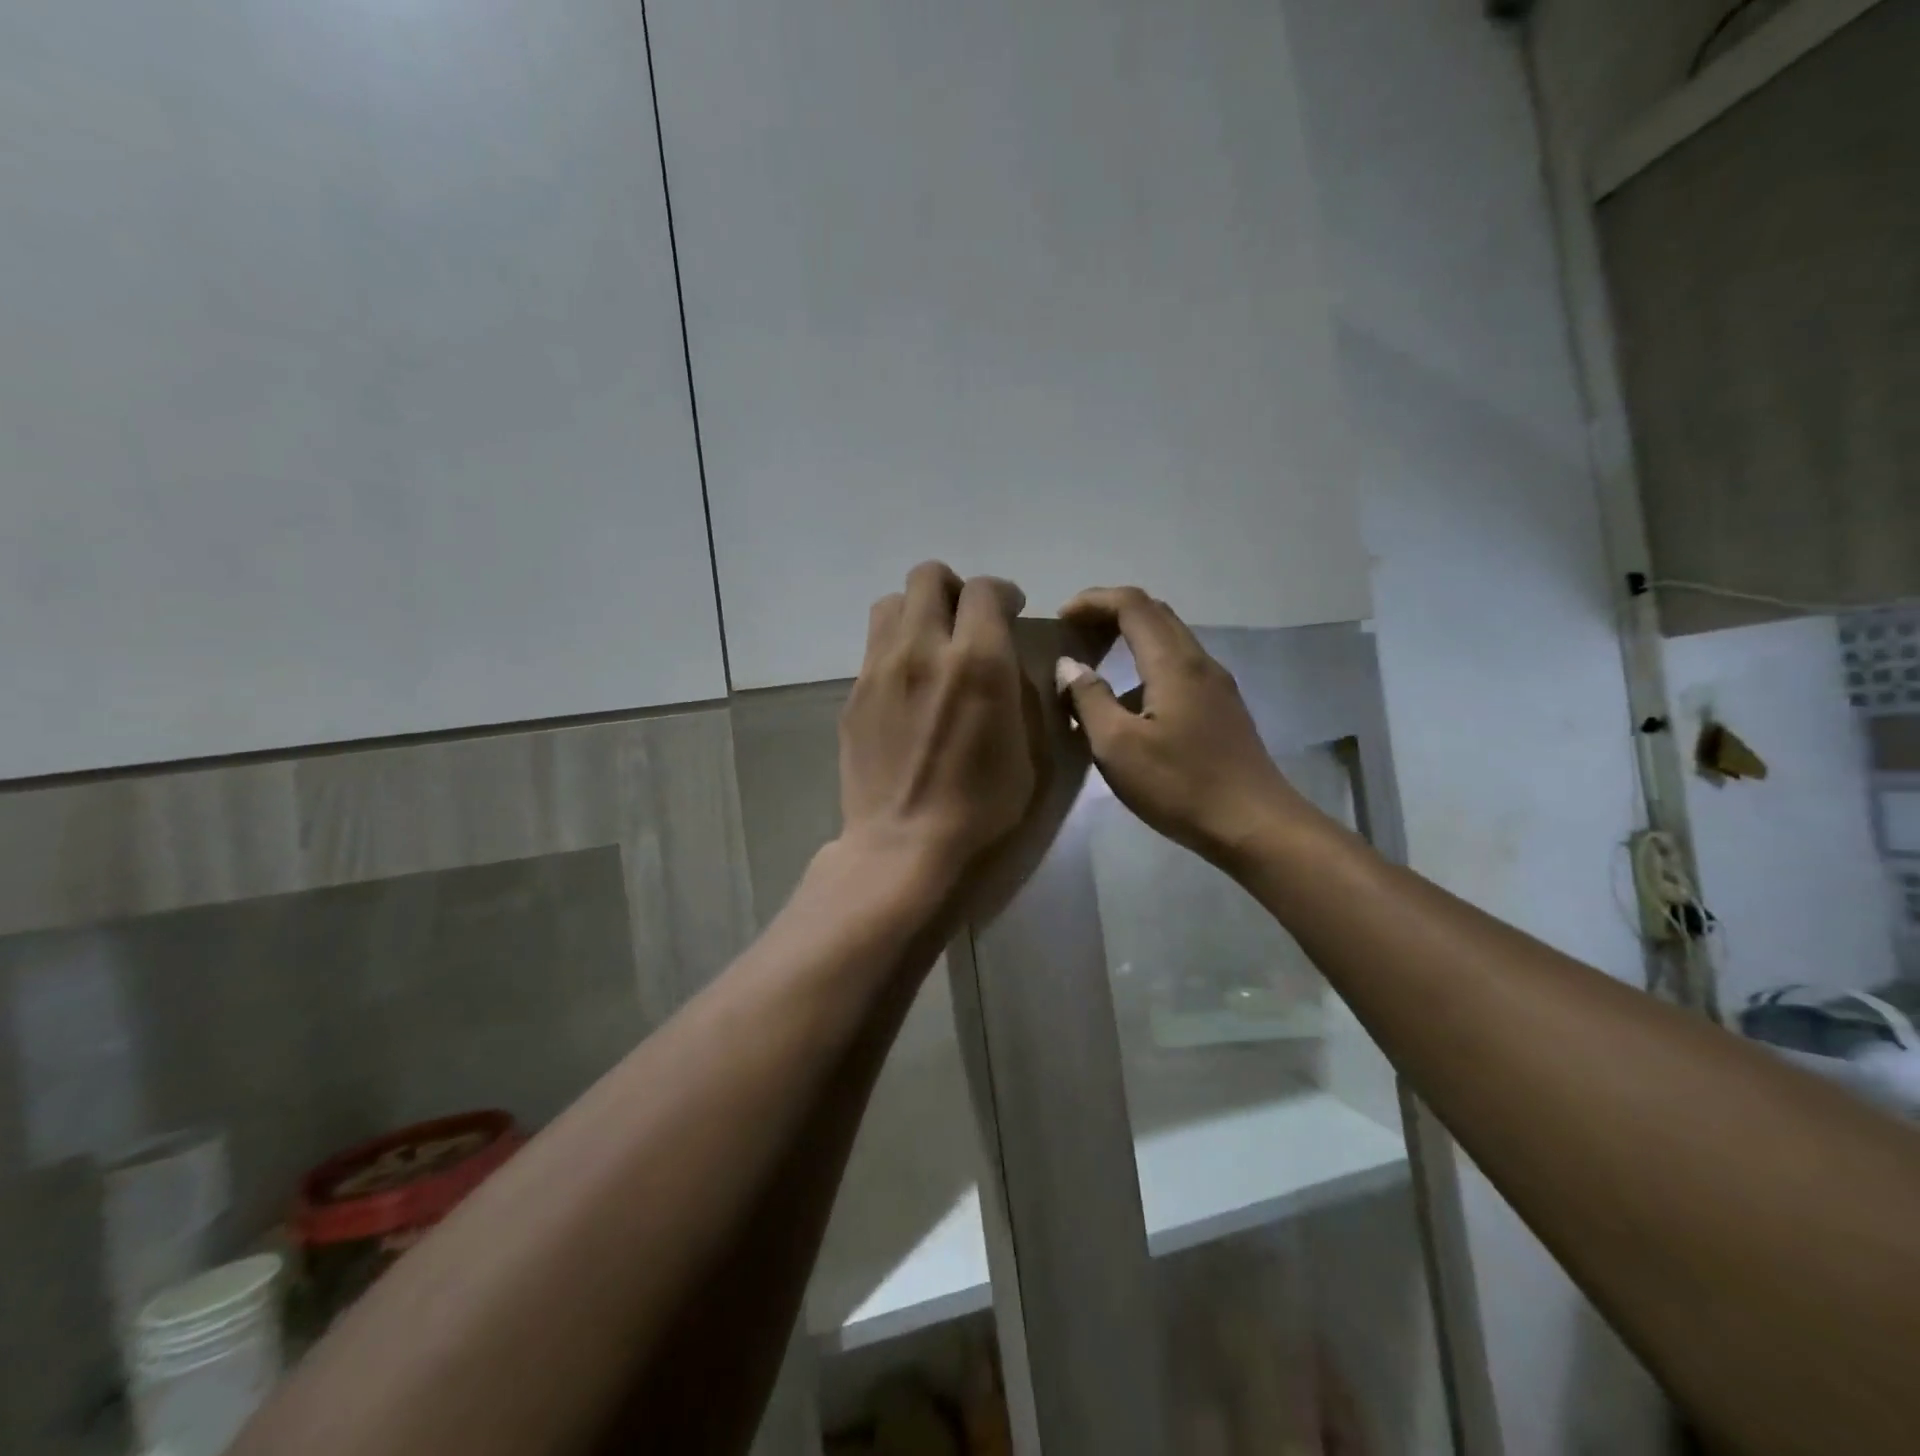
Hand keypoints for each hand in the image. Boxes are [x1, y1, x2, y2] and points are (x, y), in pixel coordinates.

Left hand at [838, 562, 1044, 883]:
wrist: (903, 845)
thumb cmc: (982, 807)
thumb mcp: (1032, 751)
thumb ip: (1023, 692)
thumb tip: (1009, 661)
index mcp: (978, 661)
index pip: (984, 589)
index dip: (1002, 592)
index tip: (1010, 609)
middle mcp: (924, 649)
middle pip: (928, 577)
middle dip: (954, 588)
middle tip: (966, 620)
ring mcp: (880, 668)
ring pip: (891, 603)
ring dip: (917, 611)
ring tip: (931, 644)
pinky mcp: (854, 693)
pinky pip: (874, 647)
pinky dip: (895, 649)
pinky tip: (907, 686)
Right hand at [1056, 587, 1314, 869]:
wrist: (1254, 825)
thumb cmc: (1180, 785)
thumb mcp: (1118, 747)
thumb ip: (1089, 699)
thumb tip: (1069, 665)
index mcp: (1174, 663)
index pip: (1132, 604)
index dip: (1093, 601)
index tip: (1060, 619)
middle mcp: (1199, 662)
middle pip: (1154, 613)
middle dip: (1110, 613)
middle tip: (1074, 633)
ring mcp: (1216, 685)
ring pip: (1169, 640)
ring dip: (1130, 638)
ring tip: (1095, 664)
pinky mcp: (1222, 708)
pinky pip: (1179, 666)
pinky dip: (1146, 664)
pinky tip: (1129, 701)